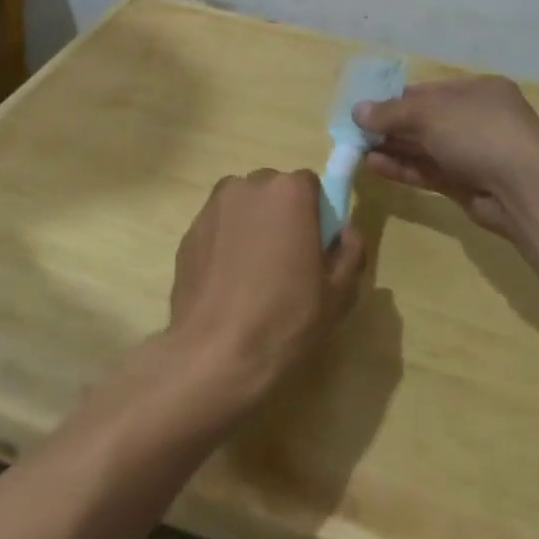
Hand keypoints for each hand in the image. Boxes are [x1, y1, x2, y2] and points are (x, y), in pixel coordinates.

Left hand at [167, 170, 365, 406]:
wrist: (215, 353)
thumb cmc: (285, 319)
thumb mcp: (339, 293)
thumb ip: (350, 251)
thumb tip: (345, 232)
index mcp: (289, 192)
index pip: (310, 185)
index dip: (316, 213)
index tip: (316, 246)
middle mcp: (246, 186)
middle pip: (272, 190)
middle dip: (281, 215)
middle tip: (287, 260)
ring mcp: (212, 208)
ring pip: (241, 207)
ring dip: (251, 226)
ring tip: (254, 274)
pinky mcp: (188, 233)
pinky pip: (217, 228)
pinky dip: (225, 243)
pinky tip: (229, 283)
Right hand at [354, 77, 538, 234]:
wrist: (525, 189)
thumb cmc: (479, 133)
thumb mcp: (430, 113)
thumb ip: (391, 112)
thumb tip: (357, 110)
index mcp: (478, 91)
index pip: (429, 91)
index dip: (396, 99)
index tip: (365, 109)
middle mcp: (477, 119)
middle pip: (425, 121)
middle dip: (391, 126)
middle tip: (355, 133)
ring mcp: (473, 154)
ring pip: (425, 149)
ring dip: (392, 149)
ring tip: (356, 151)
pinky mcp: (466, 185)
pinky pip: (428, 172)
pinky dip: (403, 168)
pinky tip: (374, 167)